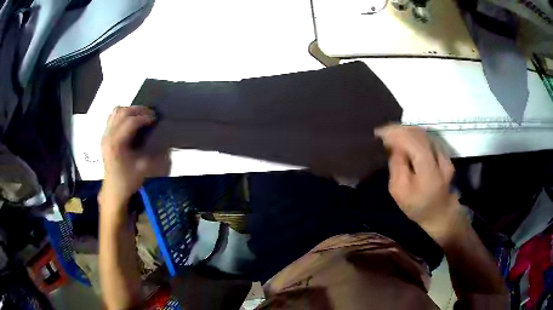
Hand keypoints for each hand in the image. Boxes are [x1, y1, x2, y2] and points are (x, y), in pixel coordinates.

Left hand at [99, 106, 169, 209]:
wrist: (113, 190)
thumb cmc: (127, 181)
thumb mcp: (143, 169)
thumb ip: (154, 154)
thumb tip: (165, 142)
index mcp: (116, 143)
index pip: (130, 121)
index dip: (144, 117)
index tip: (155, 119)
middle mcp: (109, 136)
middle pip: (123, 112)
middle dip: (138, 110)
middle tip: (150, 114)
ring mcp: (105, 135)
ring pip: (116, 112)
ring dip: (129, 110)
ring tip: (140, 115)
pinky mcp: (105, 137)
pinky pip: (112, 117)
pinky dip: (122, 115)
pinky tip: (129, 121)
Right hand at [376, 125, 466, 247]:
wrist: (439, 212)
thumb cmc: (417, 206)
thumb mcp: (399, 191)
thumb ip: (397, 165)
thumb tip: (393, 145)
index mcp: (428, 170)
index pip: (412, 141)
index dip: (395, 133)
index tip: (378, 133)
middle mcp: (439, 157)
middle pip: (418, 134)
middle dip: (399, 130)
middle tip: (383, 132)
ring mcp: (444, 154)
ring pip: (423, 134)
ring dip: (406, 131)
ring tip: (392, 134)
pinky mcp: (444, 154)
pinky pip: (427, 139)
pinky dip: (414, 136)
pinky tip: (405, 139)